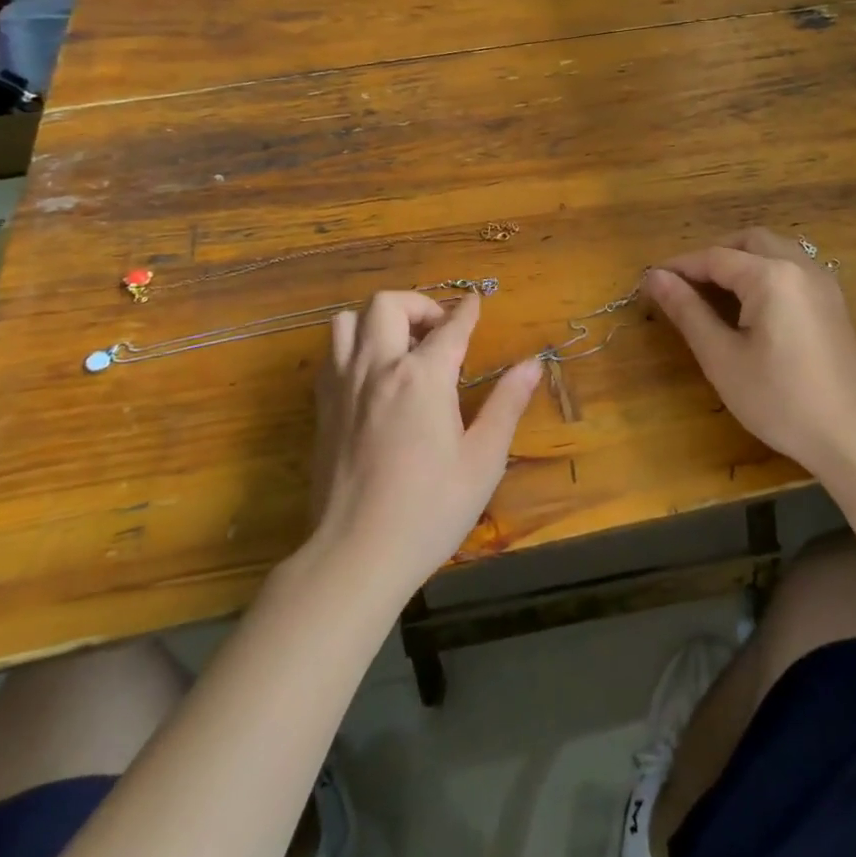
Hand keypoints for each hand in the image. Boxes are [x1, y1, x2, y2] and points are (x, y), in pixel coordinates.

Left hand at [309, 291, 541, 591]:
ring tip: (401, 345)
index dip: (467, 311)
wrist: (356, 554)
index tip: (476, 301)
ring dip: (377, 320)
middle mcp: (378, 368)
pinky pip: (332, 354)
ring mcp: (343, 385)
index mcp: (422, 377)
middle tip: (439, 331)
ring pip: (348, 320)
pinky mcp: (323, 408)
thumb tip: (533, 364)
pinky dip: (354, 346)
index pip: (450, 327)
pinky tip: (373, 374)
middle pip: (387, 305)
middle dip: (418, 305)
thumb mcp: (482, 460)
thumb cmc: (430, 510)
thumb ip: (506, 404)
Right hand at [645, 228, 855, 482]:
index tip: (649, 281)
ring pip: (775, 250)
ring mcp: (823, 283)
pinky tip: (752, 306)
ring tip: (713, 293)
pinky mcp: (833, 303)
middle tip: (684, 285)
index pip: (715, 257)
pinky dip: (765, 272)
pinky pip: (792, 268)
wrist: (853, 437)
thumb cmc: (780, 400)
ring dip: (740, 260)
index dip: (679, 266)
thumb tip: (655, 277)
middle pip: (748, 241)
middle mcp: (800, 267)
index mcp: (771, 276)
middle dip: (712, 255)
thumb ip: (687, 311)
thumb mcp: (722, 358)